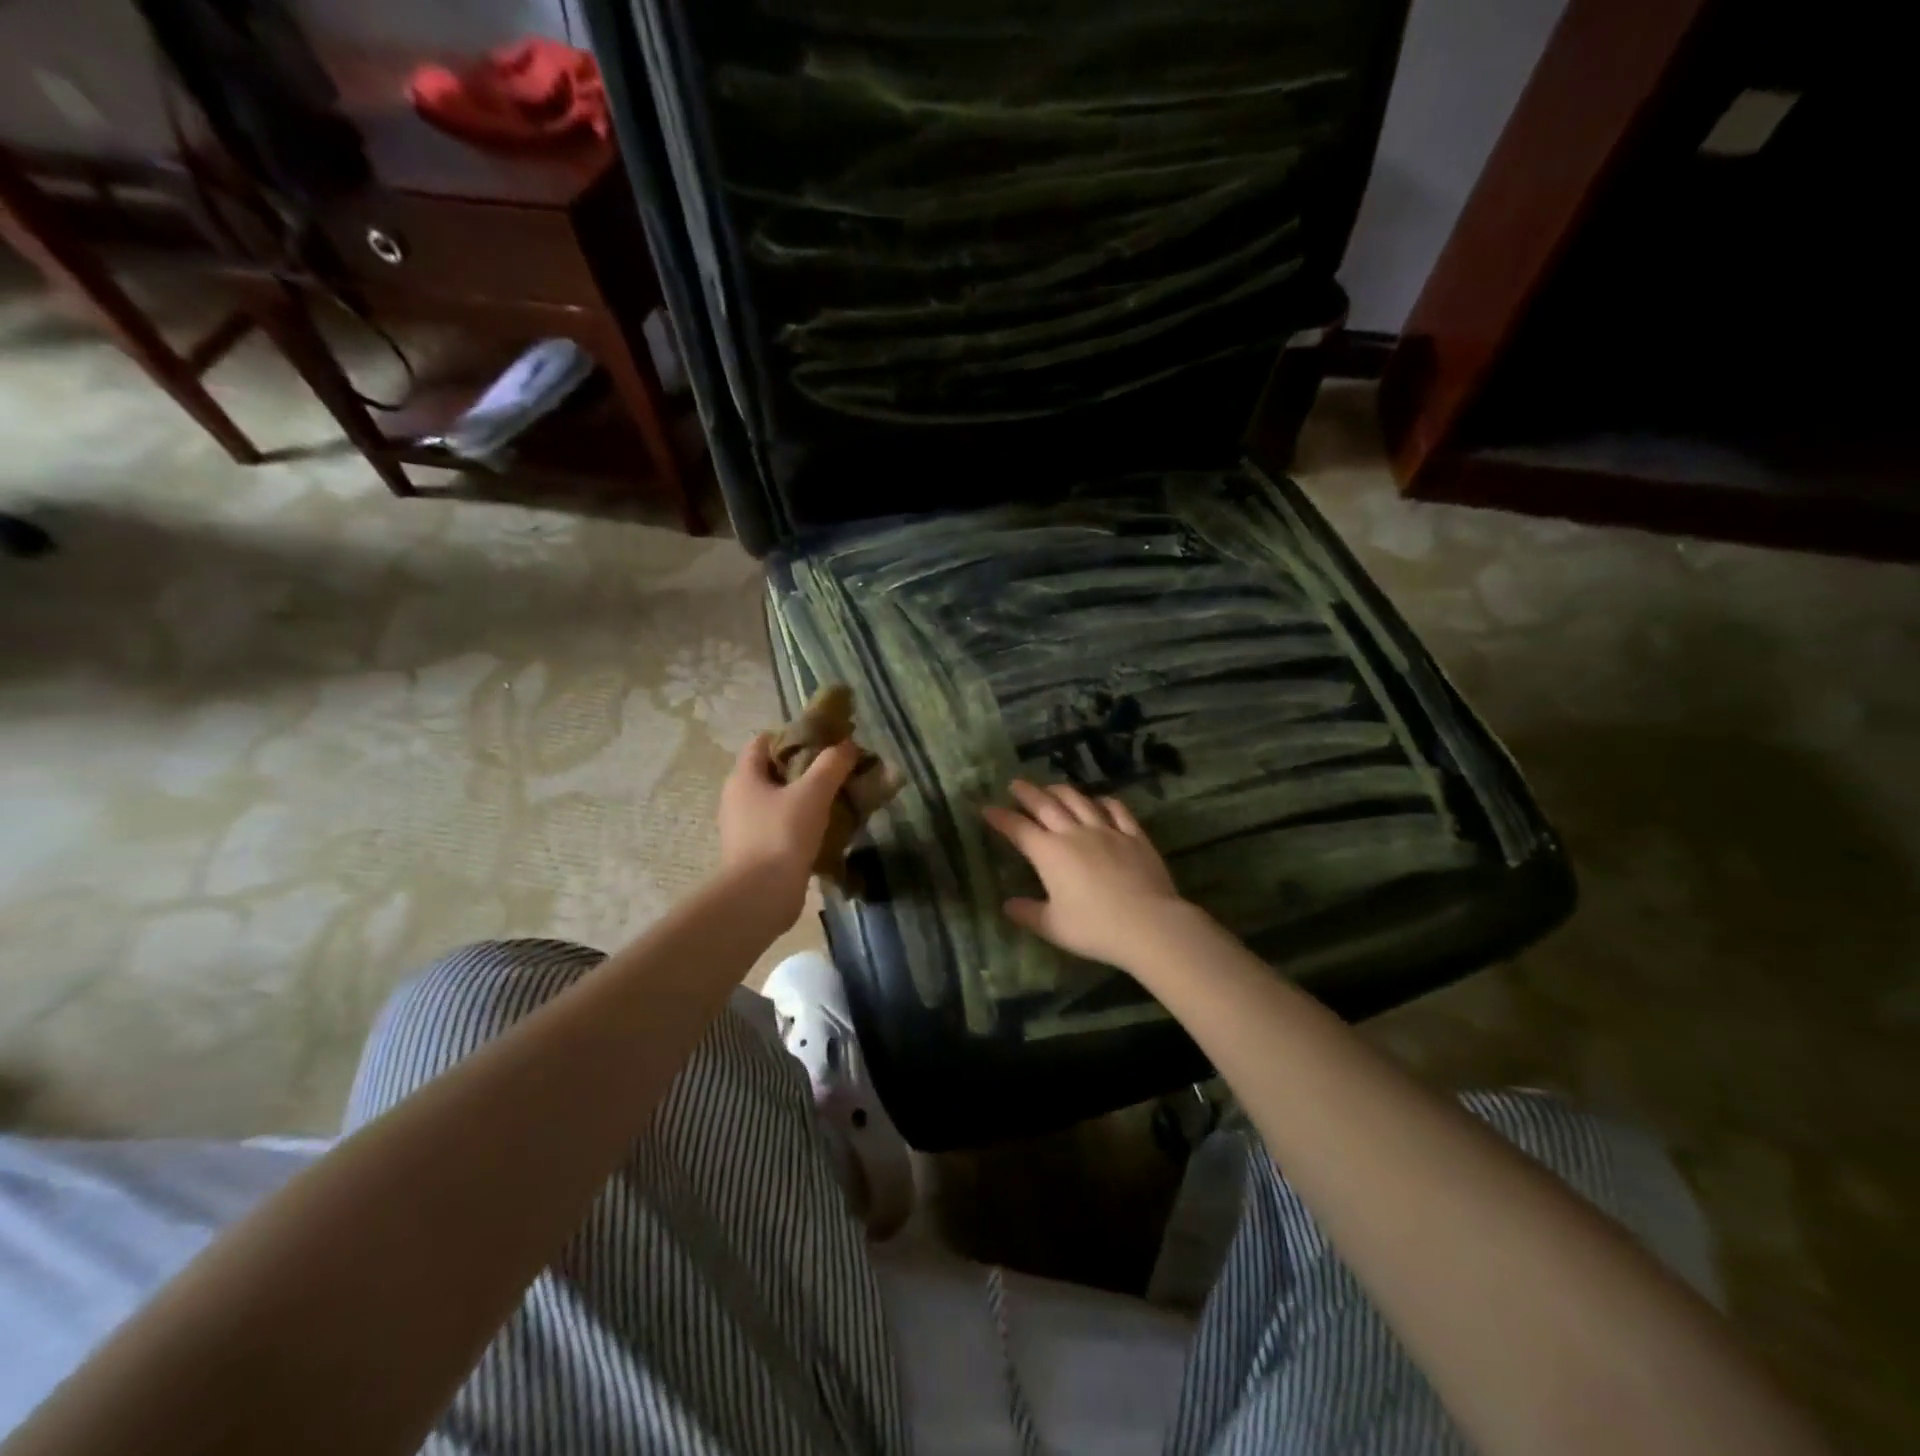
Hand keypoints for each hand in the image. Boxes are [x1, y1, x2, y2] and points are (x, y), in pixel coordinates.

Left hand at [716, 733, 857, 926]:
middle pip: (773, 771)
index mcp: (744, 777)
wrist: (761, 897)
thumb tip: (846, 745)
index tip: (824, 741)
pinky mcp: (756, 853)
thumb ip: (831, 765)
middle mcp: (738, 799)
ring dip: (806, 798)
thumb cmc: (781, 835)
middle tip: (837, 770)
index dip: (793, 736)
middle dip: (805, 768)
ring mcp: (746, 828)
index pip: (763, 742)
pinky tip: (828, 829)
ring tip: (838, 799)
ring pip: (779, 801)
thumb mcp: (812, 793)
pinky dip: (802, 824)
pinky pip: (782, 827)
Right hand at [982, 779, 1189, 969]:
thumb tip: (1008, 905)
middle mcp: (1074, 834)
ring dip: (1061, 790)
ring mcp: (1106, 831)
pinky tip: (1100, 800)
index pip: (1019, 829)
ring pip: (1079, 801)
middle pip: (1046, 805)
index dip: (1001, 817)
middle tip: (1016, 784)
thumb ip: (1028, 913)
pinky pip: (1117, 810)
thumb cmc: (1095, 928)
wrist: (1148, 924)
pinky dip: (1105, 802)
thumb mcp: (1053, 927)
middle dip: (1028, 793)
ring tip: (1051, 786)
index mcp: (1049, 854)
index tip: (987, 809)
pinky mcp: (1134, 836)